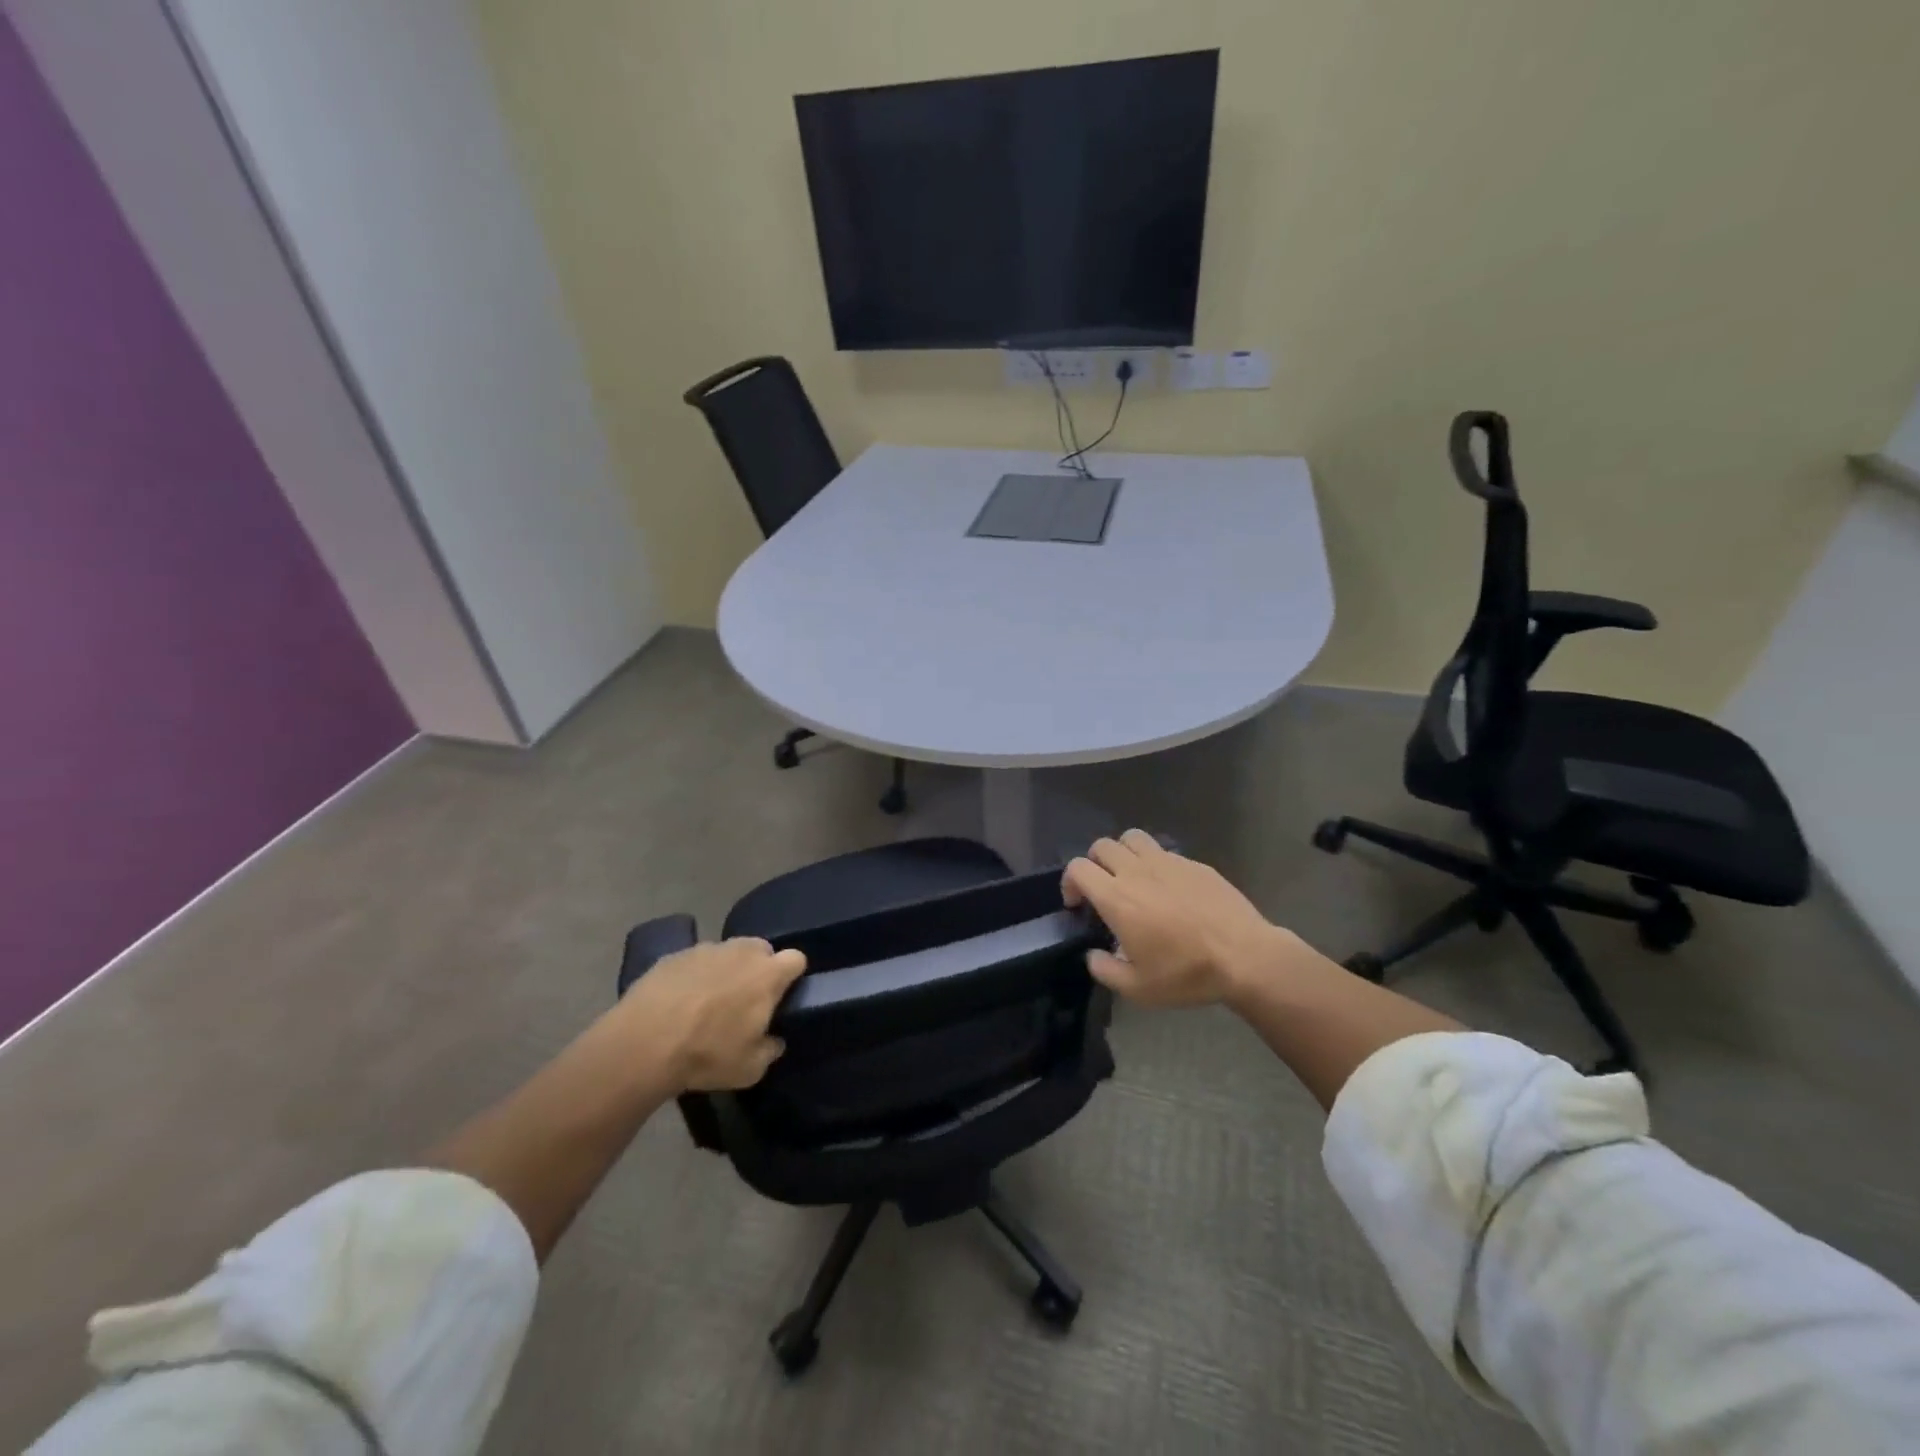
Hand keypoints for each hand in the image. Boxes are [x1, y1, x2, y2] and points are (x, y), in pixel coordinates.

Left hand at [615, 938, 807, 1091]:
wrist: (644, 1044)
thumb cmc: (707, 1054)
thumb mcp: (750, 1069)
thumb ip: (770, 1050)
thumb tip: (773, 1040)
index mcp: (768, 975)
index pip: (796, 959)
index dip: (792, 975)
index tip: (782, 995)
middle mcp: (741, 952)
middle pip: (762, 949)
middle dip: (759, 967)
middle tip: (746, 998)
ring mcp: (706, 949)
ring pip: (727, 952)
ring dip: (726, 969)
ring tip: (708, 1000)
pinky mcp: (675, 955)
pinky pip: (694, 960)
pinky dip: (693, 975)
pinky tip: (678, 1000)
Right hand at [1062, 831, 1290, 1008]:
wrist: (1245, 957)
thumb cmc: (1187, 973)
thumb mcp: (1138, 989)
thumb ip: (1105, 970)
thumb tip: (1094, 955)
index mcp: (1117, 898)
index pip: (1078, 868)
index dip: (1069, 883)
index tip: (1077, 905)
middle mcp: (1137, 871)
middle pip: (1101, 846)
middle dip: (1094, 864)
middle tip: (1103, 890)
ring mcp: (1167, 862)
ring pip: (1132, 838)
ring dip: (1123, 853)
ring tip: (1131, 877)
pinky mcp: (1194, 863)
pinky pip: (1163, 851)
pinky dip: (1155, 862)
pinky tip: (1168, 888)